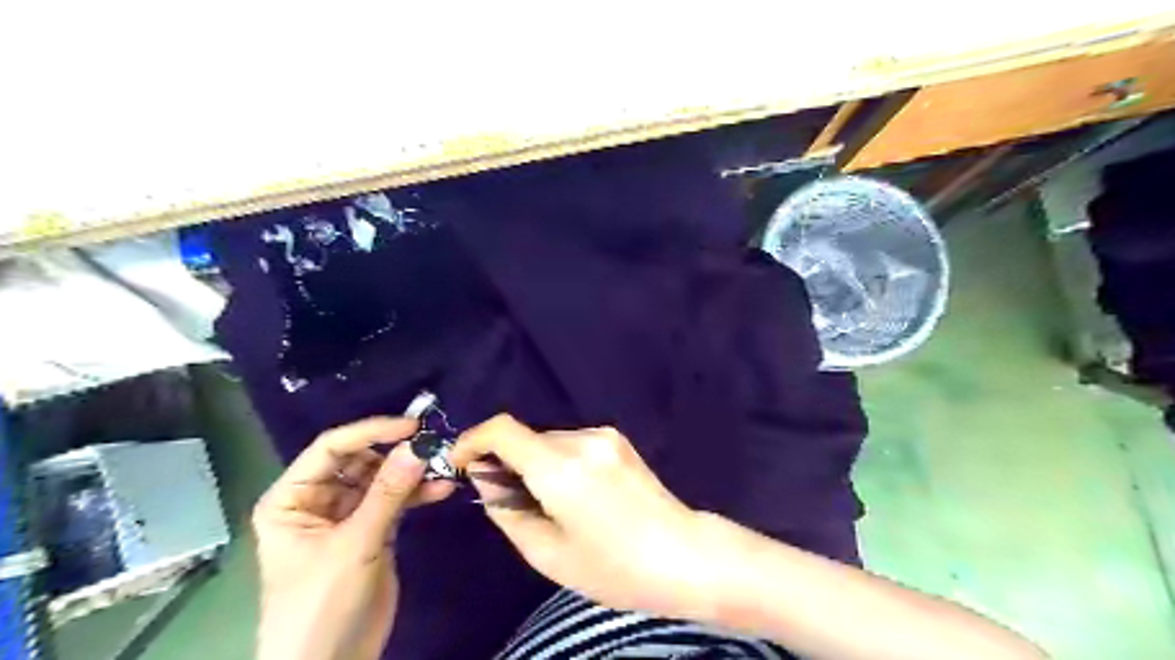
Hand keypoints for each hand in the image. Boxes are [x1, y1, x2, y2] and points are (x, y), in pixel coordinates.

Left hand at [254, 417, 455, 658]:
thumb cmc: (321, 604)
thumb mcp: (354, 545)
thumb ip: (387, 493)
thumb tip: (418, 446)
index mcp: (292, 498)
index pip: (331, 448)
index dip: (370, 432)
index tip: (411, 426)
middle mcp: (318, 499)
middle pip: (361, 460)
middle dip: (397, 452)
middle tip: (435, 446)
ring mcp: (348, 515)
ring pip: (383, 478)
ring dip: (413, 472)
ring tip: (444, 466)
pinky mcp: (373, 530)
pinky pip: (397, 500)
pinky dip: (419, 493)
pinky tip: (443, 488)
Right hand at [448, 415, 706, 619]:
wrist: (684, 555)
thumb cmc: (614, 567)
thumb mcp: (548, 553)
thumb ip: (506, 510)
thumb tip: (485, 478)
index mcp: (560, 467)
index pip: (502, 429)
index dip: (473, 440)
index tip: (461, 463)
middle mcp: (581, 439)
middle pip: (525, 437)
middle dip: (505, 461)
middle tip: (506, 501)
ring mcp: (604, 435)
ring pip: (548, 441)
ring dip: (534, 463)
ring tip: (547, 505)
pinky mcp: (618, 440)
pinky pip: (572, 443)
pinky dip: (557, 461)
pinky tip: (574, 495)